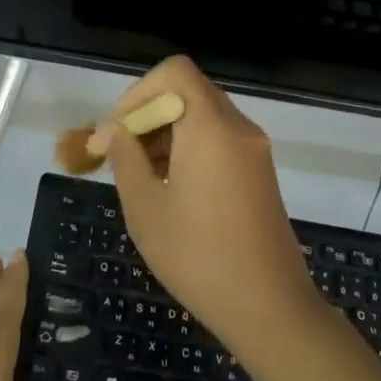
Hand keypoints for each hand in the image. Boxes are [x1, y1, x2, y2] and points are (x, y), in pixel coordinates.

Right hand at [98, 56, 326, 360]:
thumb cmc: (199, 257)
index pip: (174, 72)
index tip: (118, 132)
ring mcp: (254, 150)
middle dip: (148, 115)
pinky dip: (189, 147)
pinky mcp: (259, 172)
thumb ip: (124, 158)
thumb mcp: (146, 208)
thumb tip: (111, 130)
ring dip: (166, 133)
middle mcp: (238, 128)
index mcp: (211, 128)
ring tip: (140, 176)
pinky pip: (219, 139)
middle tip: (120, 154)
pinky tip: (170, 188)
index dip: (139, 92)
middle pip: (187, 92)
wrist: (270, 308)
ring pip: (202, 116)